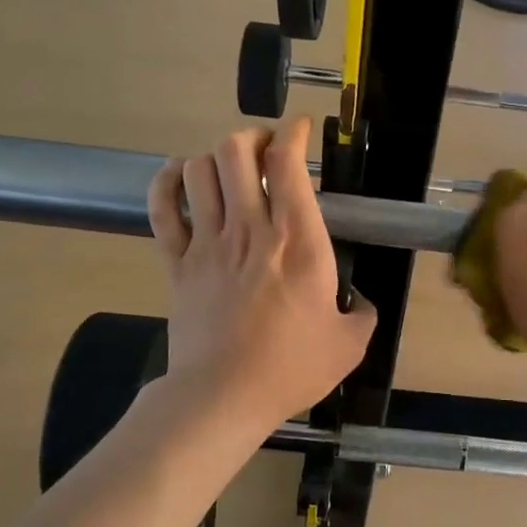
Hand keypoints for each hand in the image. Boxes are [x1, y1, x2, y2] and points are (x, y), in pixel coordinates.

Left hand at [146, 118, 375, 432]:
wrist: (223, 396)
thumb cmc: (291, 367)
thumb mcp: (349, 344)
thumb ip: (363, 315)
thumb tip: (363, 304)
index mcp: (298, 240)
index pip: (288, 163)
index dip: (293, 133)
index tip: (300, 130)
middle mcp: (251, 228)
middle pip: (236, 151)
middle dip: (252, 138)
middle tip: (265, 153)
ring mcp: (208, 242)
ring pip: (200, 170)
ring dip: (216, 159)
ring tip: (229, 171)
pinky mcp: (177, 263)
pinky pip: (163, 207)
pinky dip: (168, 181)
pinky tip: (181, 176)